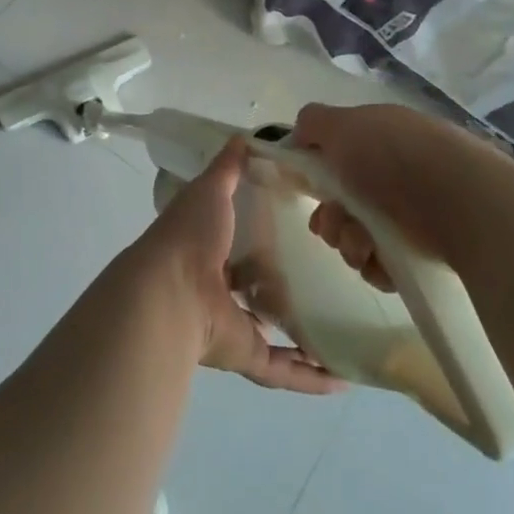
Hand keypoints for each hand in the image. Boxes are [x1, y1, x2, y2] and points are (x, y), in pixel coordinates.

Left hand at [138, 138, 343, 395]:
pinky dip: (310, 376)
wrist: (170, 294)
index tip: (301, 221)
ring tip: (342, 324)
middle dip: (283, 282)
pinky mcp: (245, 355)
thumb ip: (229, 166)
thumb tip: (248, 136)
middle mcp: (218, 288)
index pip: (239, 238)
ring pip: (271, 331)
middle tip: (330, 271)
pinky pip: (283, 370)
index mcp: (208, 247)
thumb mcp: (211, 189)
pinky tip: (343, 376)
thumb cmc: (190, 235)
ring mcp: (231, 324)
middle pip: (255, 286)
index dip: (263, 231)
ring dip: (301, 333)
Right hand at [293, 102, 487, 291]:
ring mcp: (413, 213)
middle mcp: (396, 172)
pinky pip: (383, 263)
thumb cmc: (396, 156)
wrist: (461, 203)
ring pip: (359, 235)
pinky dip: (376, 264)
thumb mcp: (345, 125)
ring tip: (363, 245)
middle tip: (334, 225)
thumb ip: (314, 124)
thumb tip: (298, 133)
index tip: (307, 190)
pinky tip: (382, 260)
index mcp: (381, 137)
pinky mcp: (426, 251)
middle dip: (330, 217)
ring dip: (349, 242)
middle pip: (344, 202)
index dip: (317, 175)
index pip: (339, 157)